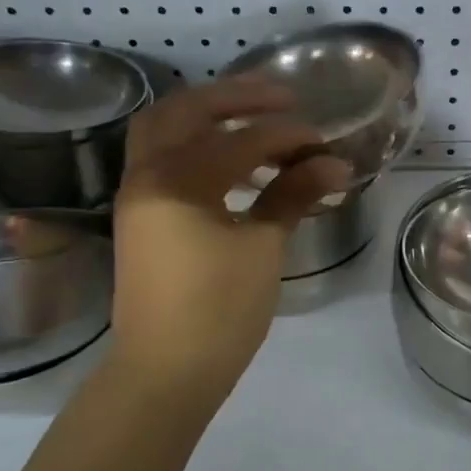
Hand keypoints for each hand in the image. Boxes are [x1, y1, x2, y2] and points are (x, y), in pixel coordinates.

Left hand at [108, 77, 351, 400]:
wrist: (165, 372)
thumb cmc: (218, 311)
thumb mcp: (263, 248)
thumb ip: (293, 195)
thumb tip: (333, 163)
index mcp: (176, 180)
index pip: (241, 139)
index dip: (288, 135)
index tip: (324, 140)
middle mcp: (146, 175)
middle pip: (185, 111)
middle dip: (235, 97)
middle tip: (281, 98)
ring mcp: (137, 195)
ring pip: (164, 130)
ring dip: (208, 117)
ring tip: (257, 123)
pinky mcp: (140, 216)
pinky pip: (164, 159)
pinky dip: (196, 147)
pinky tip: (234, 164)